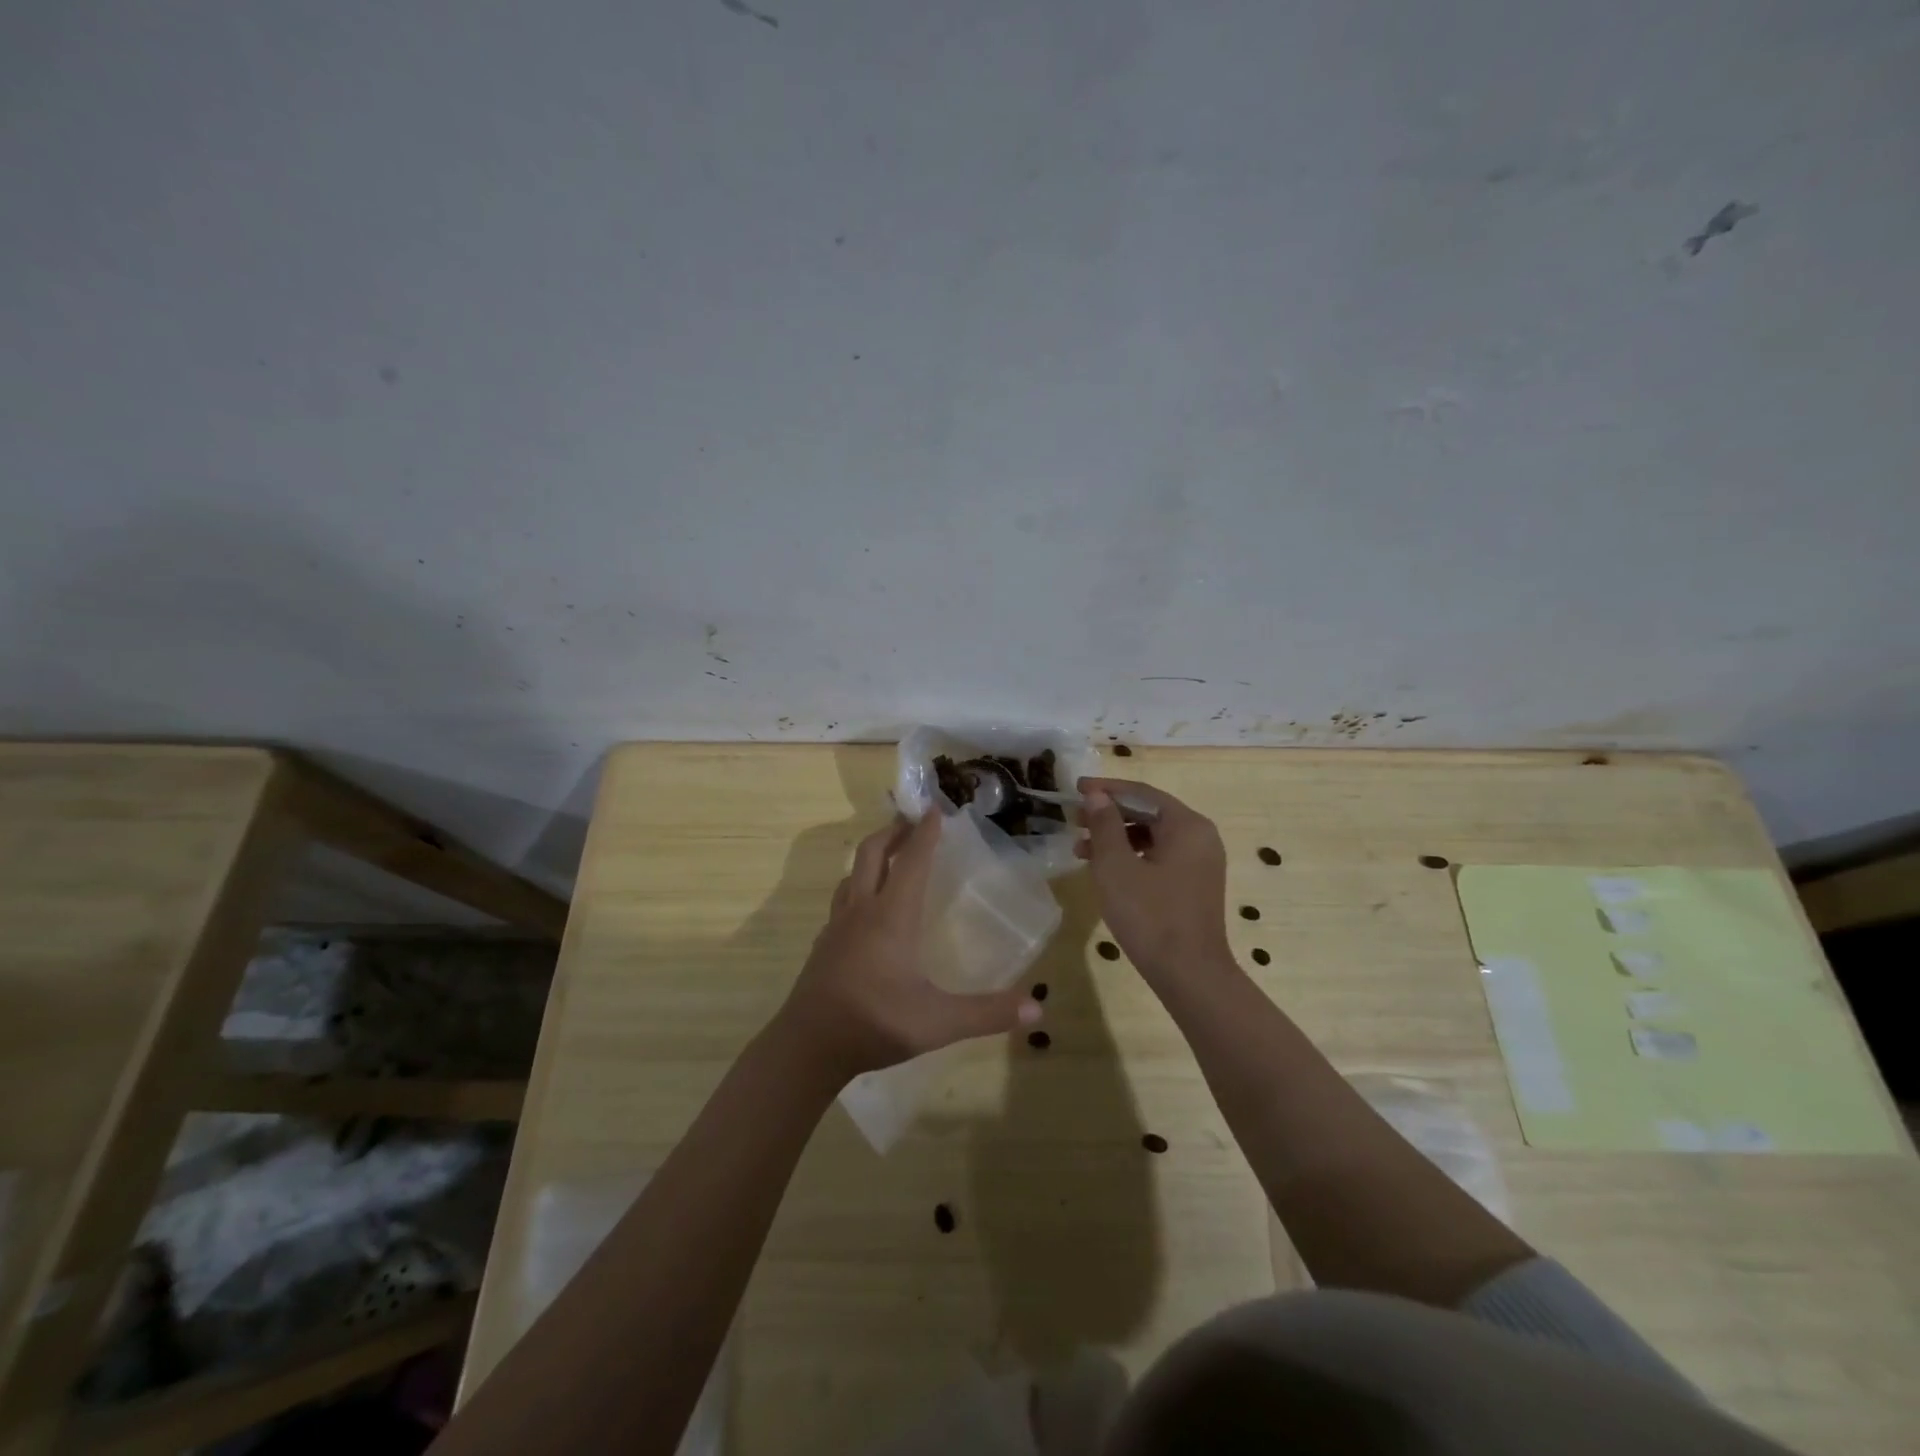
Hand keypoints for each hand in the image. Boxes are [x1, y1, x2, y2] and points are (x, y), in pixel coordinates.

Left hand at [779, 812, 1041, 1082]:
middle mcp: (862, 911)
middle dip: (893, 831)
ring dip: (872, 854)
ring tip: (889, 853)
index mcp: (891, 917)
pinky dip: (857, 885)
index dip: (925, 834)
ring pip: (852, 873)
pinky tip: (865, 906)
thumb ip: (987, 1013)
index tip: (936, 809)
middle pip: (872, 853)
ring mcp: (837, 926)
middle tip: (913, 820)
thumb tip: (1038, 1009)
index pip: (911, 862)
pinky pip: (842, 899)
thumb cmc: (875, 1023)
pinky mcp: (824, 943)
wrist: (807, 1046)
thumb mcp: (938, 1023)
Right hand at [1075, 777, 1231, 981]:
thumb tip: (1096, 796)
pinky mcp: (1194, 884)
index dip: (1106, 789)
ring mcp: (1200, 862)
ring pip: (1152, 836)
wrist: (1189, 974)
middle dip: (1109, 814)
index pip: (1142, 793)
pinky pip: (1159, 856)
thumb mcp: (1116, 867)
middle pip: (1149, 812)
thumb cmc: (1150, 915)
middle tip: (1074, 819)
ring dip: (1116, 836)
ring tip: (1080, 848)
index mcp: (1187, 825)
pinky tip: (1105, 869)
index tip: (1075, 788)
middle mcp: (1200, 837)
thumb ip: (1105, 825)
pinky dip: (1131, 856)